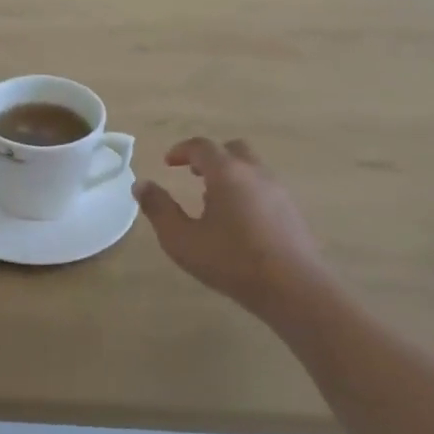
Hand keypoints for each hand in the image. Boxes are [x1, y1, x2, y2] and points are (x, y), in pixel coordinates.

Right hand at [134, 138, 326, 315]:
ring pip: (251, 168)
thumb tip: (141, 185)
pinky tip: (238, 221)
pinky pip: (264, 187)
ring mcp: (278, 191)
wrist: (292, 287)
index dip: (182, 150)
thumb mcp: (181, 239)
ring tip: (212, 201)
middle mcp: (255, 173)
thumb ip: (159, 209)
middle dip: (210, 157)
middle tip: (193, 174)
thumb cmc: (230, 261)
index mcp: (227, 173)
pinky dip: (246, 190)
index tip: (168, 162)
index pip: (202, 147)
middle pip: (232, 149)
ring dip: (229, 174)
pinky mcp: (292, 210)